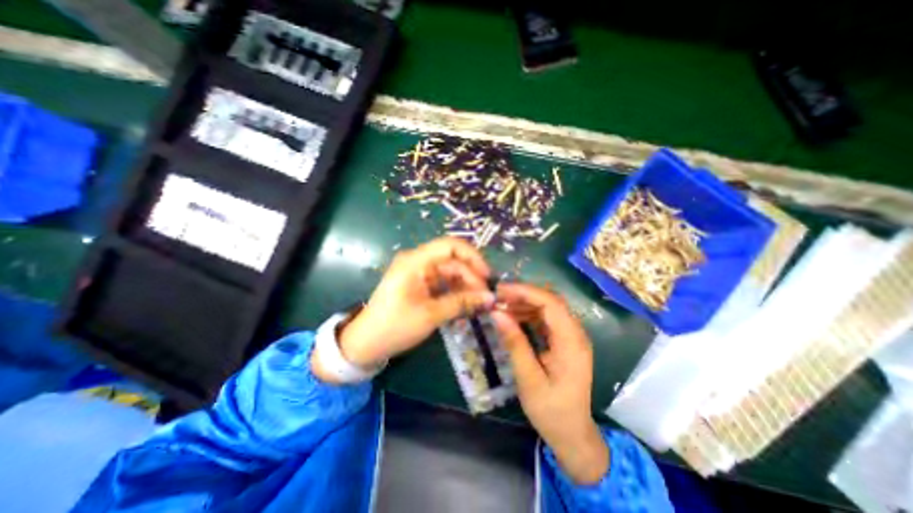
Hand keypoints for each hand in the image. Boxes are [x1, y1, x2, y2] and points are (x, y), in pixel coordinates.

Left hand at [317, 236, 495, 380]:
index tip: (487, 276)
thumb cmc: (395, 326)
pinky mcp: (420, 284)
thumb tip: (490, 297)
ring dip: (466, 286)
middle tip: (486, 299)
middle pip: (453, 261)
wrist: (366, 343)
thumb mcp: (431, 315)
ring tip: (479, 304)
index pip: (450, 245)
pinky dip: (456, 292)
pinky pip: (444, 283)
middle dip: (472, 277)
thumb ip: (462, 302)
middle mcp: (418, 261)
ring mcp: (419, 273)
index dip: (473, 257)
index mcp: (415, 261)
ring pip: (450, 273)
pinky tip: (467, 305)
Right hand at [489, 282, 607, 483]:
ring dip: (524, 303)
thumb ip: (514, 343)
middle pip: (550, 302)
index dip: (526, 292)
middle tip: (497, 297)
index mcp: (572, 343)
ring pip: (547, 308)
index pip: (552, 304)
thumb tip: (497, 313)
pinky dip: (528, 315)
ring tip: (501, 306)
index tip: (501, 291)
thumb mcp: (528, 379)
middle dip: (523, 294)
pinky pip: (545, 319)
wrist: (572, 435)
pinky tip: (512, 318)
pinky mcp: (563, 341)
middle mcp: (575, 334)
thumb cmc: (551, 411)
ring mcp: (570, 337)